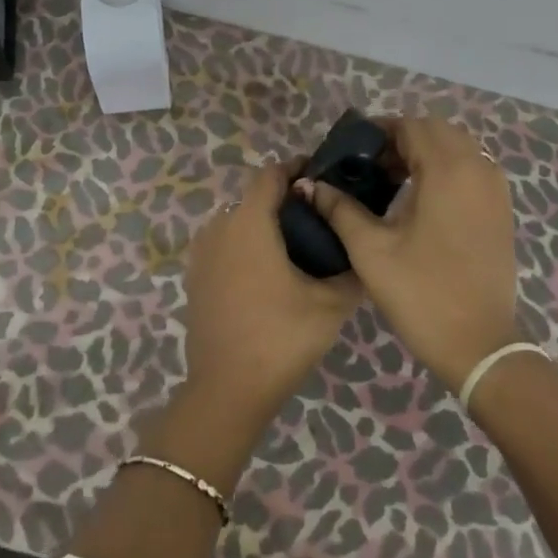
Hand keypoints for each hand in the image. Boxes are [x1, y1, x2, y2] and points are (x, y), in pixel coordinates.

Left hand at [182, 163, 361, 433]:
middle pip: (254, 197)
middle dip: (285, 200)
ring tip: (298, 247)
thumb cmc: (280, 336)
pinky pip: (224, 246)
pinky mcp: (194, 277)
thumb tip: (363, 252)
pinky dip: (246, 247)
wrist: (227, 389)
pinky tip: (269, 274)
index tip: (323, 176)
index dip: (297, 168)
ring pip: (237, 222)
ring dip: (264, 224)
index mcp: (249, 221)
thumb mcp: (330, 304)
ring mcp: (201, 253)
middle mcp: (220, 226)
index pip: (271, 173)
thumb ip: (351, 270)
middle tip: (320, 218)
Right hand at [302, 115, 519, 391]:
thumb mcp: (371, 250)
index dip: (379, 131)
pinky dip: (447, 169)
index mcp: (447, 171)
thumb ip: (340, 209)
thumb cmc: (422, 294)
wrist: (480, 347)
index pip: (412, 126)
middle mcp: (477, 169)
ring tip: (392, 181)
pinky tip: (421, 198)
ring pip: (458, 147)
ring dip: (426, 152)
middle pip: (437, 131)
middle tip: (370, 166)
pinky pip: (473, 169)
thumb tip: (309, 184)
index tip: (352, 151)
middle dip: (402, 139)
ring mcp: (495, 190)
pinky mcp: (502, 210)